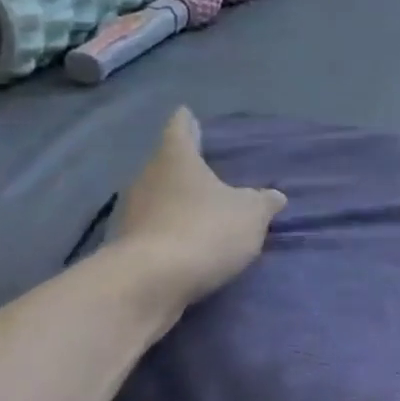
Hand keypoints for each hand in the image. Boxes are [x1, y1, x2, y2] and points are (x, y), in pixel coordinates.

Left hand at [112, 108, 286, 314]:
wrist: (147, 285)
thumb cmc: (204, 230)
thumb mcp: (251, 215)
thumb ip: (263, 202)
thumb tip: (274, 196)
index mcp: (176, 158)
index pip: (180, 128)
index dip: (187, 121)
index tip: (188, 115)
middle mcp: (147, 178)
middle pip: (166, 164)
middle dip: (185, 167)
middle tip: (208, 168)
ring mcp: (131, 214)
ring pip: (158, 197)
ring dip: (176, 202)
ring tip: (202, 209)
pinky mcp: (125, 248)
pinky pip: (153, 230)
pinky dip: (169, 232)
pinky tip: (188, 242)